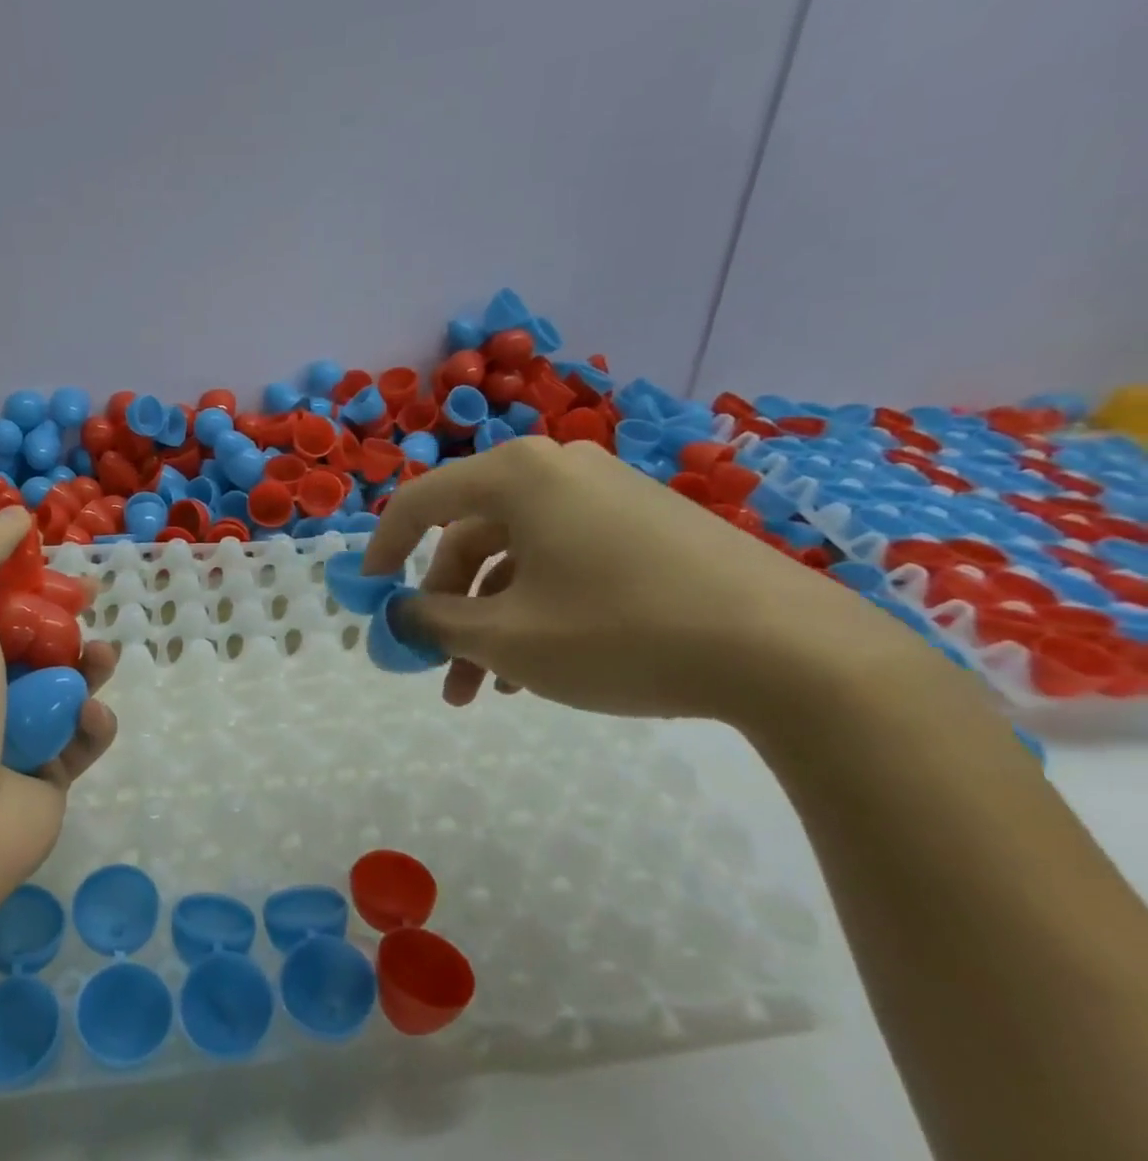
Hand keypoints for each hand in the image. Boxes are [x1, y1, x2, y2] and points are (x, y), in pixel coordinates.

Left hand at [0, 507, 117, 915]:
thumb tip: (12, 512)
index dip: (4, 567)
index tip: (39, 553)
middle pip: (25, 633)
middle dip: (60, 615)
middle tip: (88, 599)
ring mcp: (11, 730)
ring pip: (60, 680)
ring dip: (84, 665)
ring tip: (100, 660)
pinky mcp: (47, 770)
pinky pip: (79, 733)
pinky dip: (88, 724)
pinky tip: (86, 722)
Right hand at [361, 437, 919, 726]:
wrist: (792, 652)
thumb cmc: (620, 632)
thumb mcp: (507, 638)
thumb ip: (433, 622)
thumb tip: (396, 613)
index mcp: (516, 477)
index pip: (419, 502)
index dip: (382, 551)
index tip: (368, 598)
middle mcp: (559, 471)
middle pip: (470, 537)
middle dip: (446, 610)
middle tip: (437, 671)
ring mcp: (608, 496)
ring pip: (518, 558)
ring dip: (491, 620)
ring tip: (489, 689)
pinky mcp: (647, 527)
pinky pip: (564, 562)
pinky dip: (537, 609)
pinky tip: (541, 667)